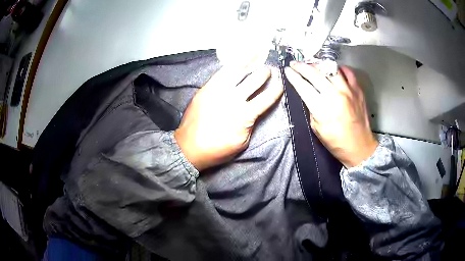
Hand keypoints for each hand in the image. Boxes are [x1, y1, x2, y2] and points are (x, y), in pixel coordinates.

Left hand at [175, 66, 283, 170]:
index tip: (281, 82)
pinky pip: (221, 72)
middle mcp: (234, 99)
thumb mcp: (242, 142)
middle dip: (265, 73)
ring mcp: (218, 91)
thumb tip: (253, 110)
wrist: (189, 147)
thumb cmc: (217, 149)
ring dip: (250, 63)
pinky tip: (237, 60)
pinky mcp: (207, 88)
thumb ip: (250, 124)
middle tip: (270, 69)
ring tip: (257, 56)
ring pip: (238, 71)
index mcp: (245, 115)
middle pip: (254, 81)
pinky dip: (232, 65)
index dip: (276, 89)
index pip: (266, 98)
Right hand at [284, 62, 377, 167]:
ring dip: (319, 65)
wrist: (359, 147)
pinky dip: (339, 69)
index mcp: (323, 109)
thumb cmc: (336, 142)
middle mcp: (336, 96)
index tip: (287, 70)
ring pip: (331, 68)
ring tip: (313, 65)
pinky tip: (334, 71)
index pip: (303, 86)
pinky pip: (348, 72)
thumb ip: (311, 108)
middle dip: (302, 66)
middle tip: (295, 64)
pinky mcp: (358, 90)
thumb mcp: (316, 128)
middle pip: (315, 73)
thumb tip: (307, 93)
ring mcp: (349, 91)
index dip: (293, 76)